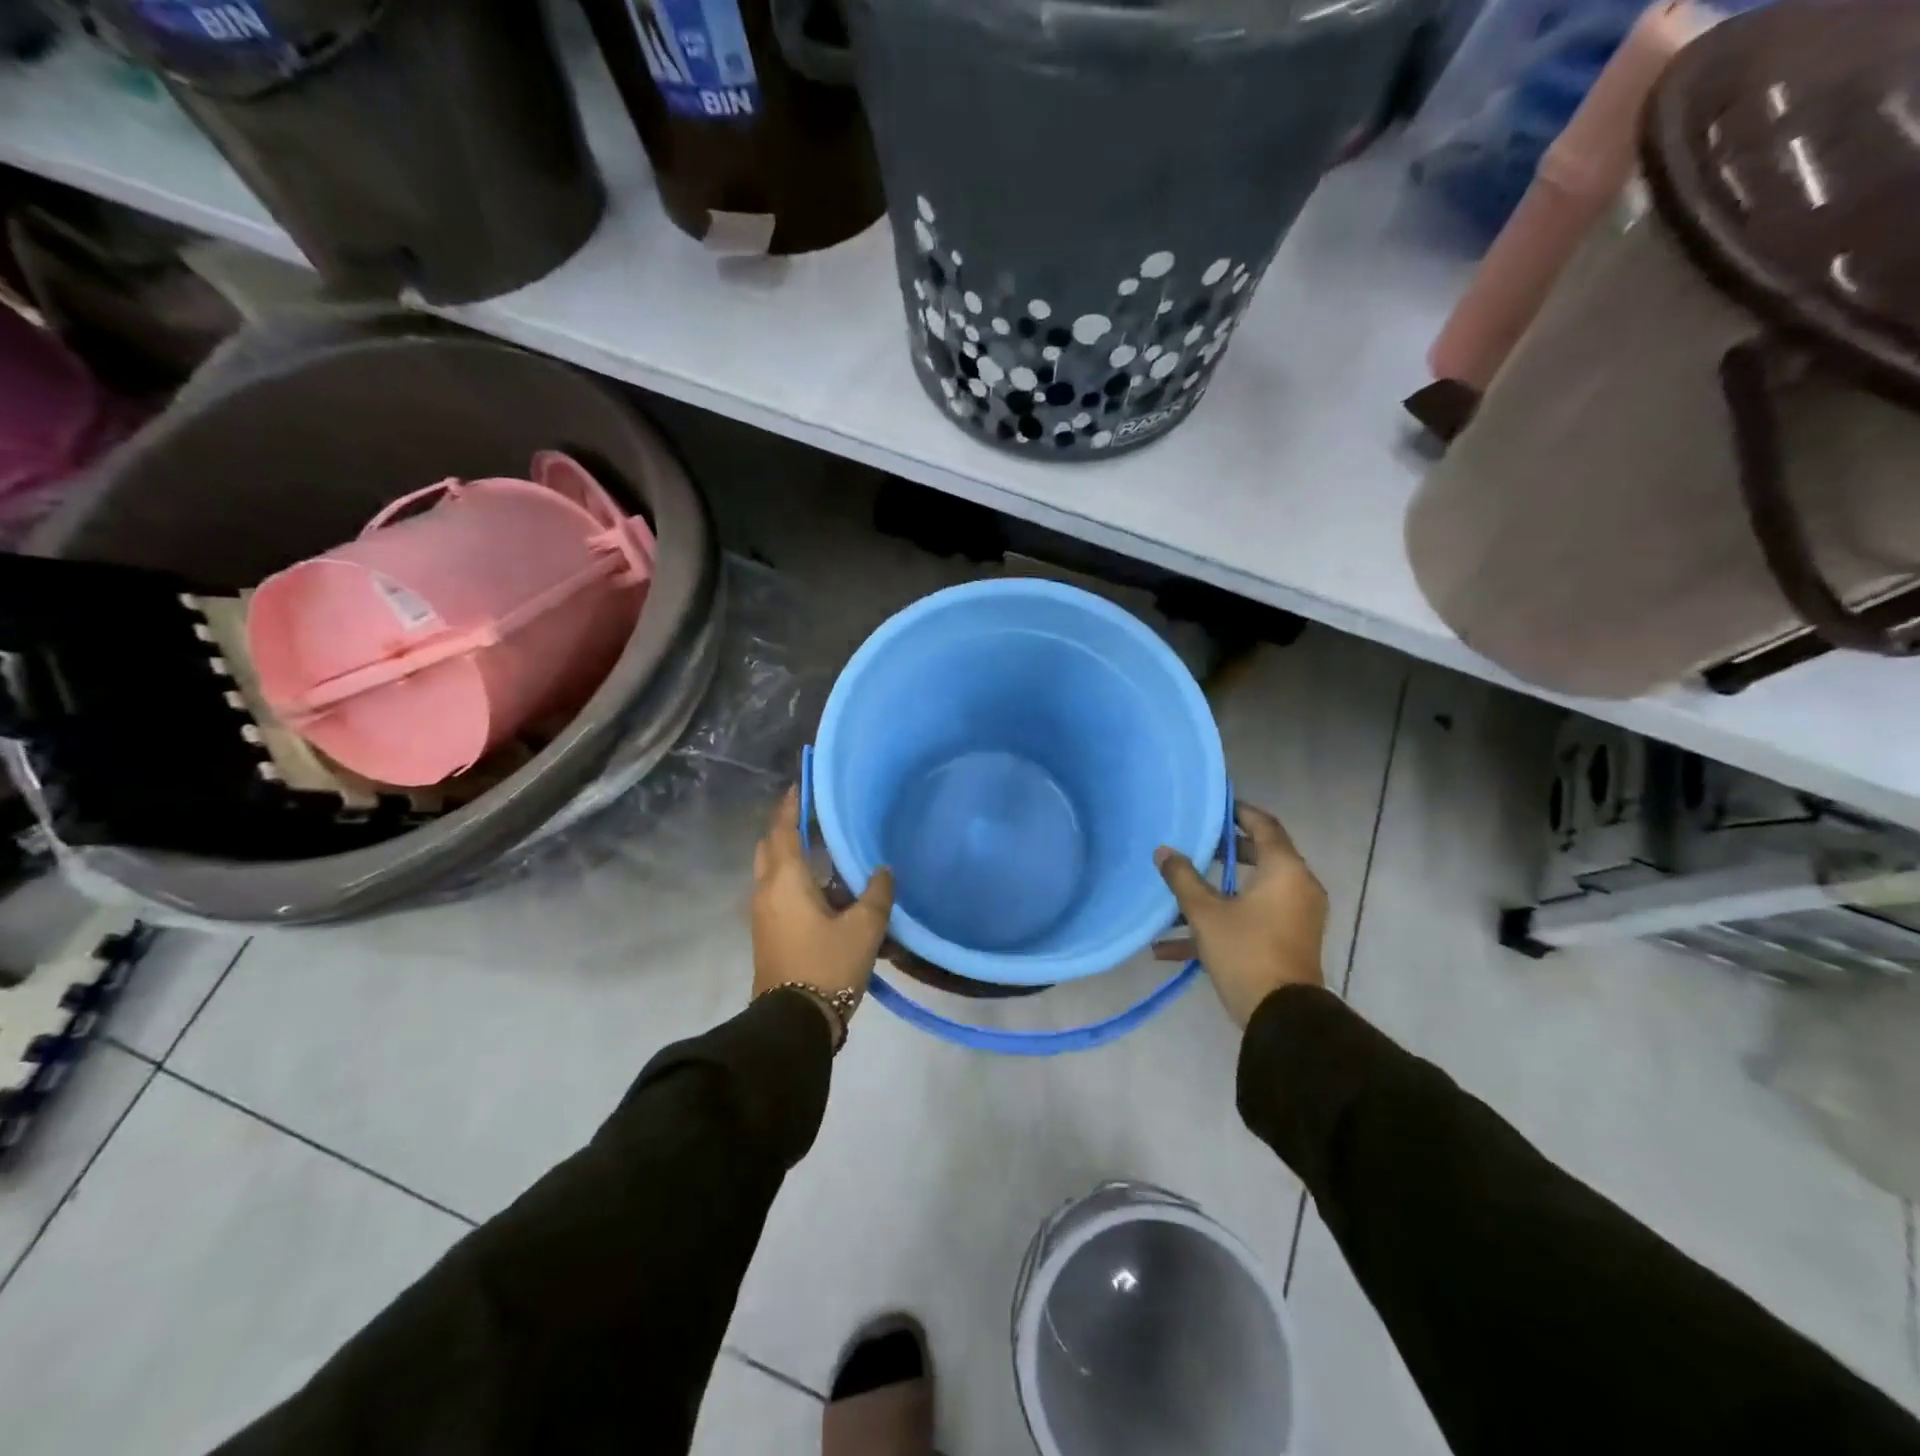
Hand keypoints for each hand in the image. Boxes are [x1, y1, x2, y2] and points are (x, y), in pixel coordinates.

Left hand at [751, 787, 894, 1030]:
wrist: (793, 1022)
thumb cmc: (827, 964)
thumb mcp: (864, 928)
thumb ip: (877, 893)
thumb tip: (882, 871)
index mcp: (785, 880)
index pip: (783, 830)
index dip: (791, 805)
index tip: (801, 784)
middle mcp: (766, 891)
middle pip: (770, 847)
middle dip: (786, 828)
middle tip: (812, 816)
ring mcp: (763, 914)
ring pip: (772, 872)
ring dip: (791, 857)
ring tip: (824, 852)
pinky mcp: (768, 934)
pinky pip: (778, 893)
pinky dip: (794, 880)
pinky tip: (824, 891)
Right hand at [1155, 802, 1326, 1026]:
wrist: (1281, 1017)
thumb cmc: (1246, 951)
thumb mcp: (1205, 913)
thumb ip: (1183, 878)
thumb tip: (1164, 851)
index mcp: (1285, 870)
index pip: (1264, 825)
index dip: (1239, 813)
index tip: (1215, 807)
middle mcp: (1297, 887)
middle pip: (1260, 857)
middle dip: (1224, 852)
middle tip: (1196, 845)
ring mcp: (1296, 917)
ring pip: (1252, 892)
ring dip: (1216, 893)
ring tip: (1179, 894)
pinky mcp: (1287, 942)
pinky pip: (1253, 920)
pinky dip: (1222, 923)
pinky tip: (1171, 948)